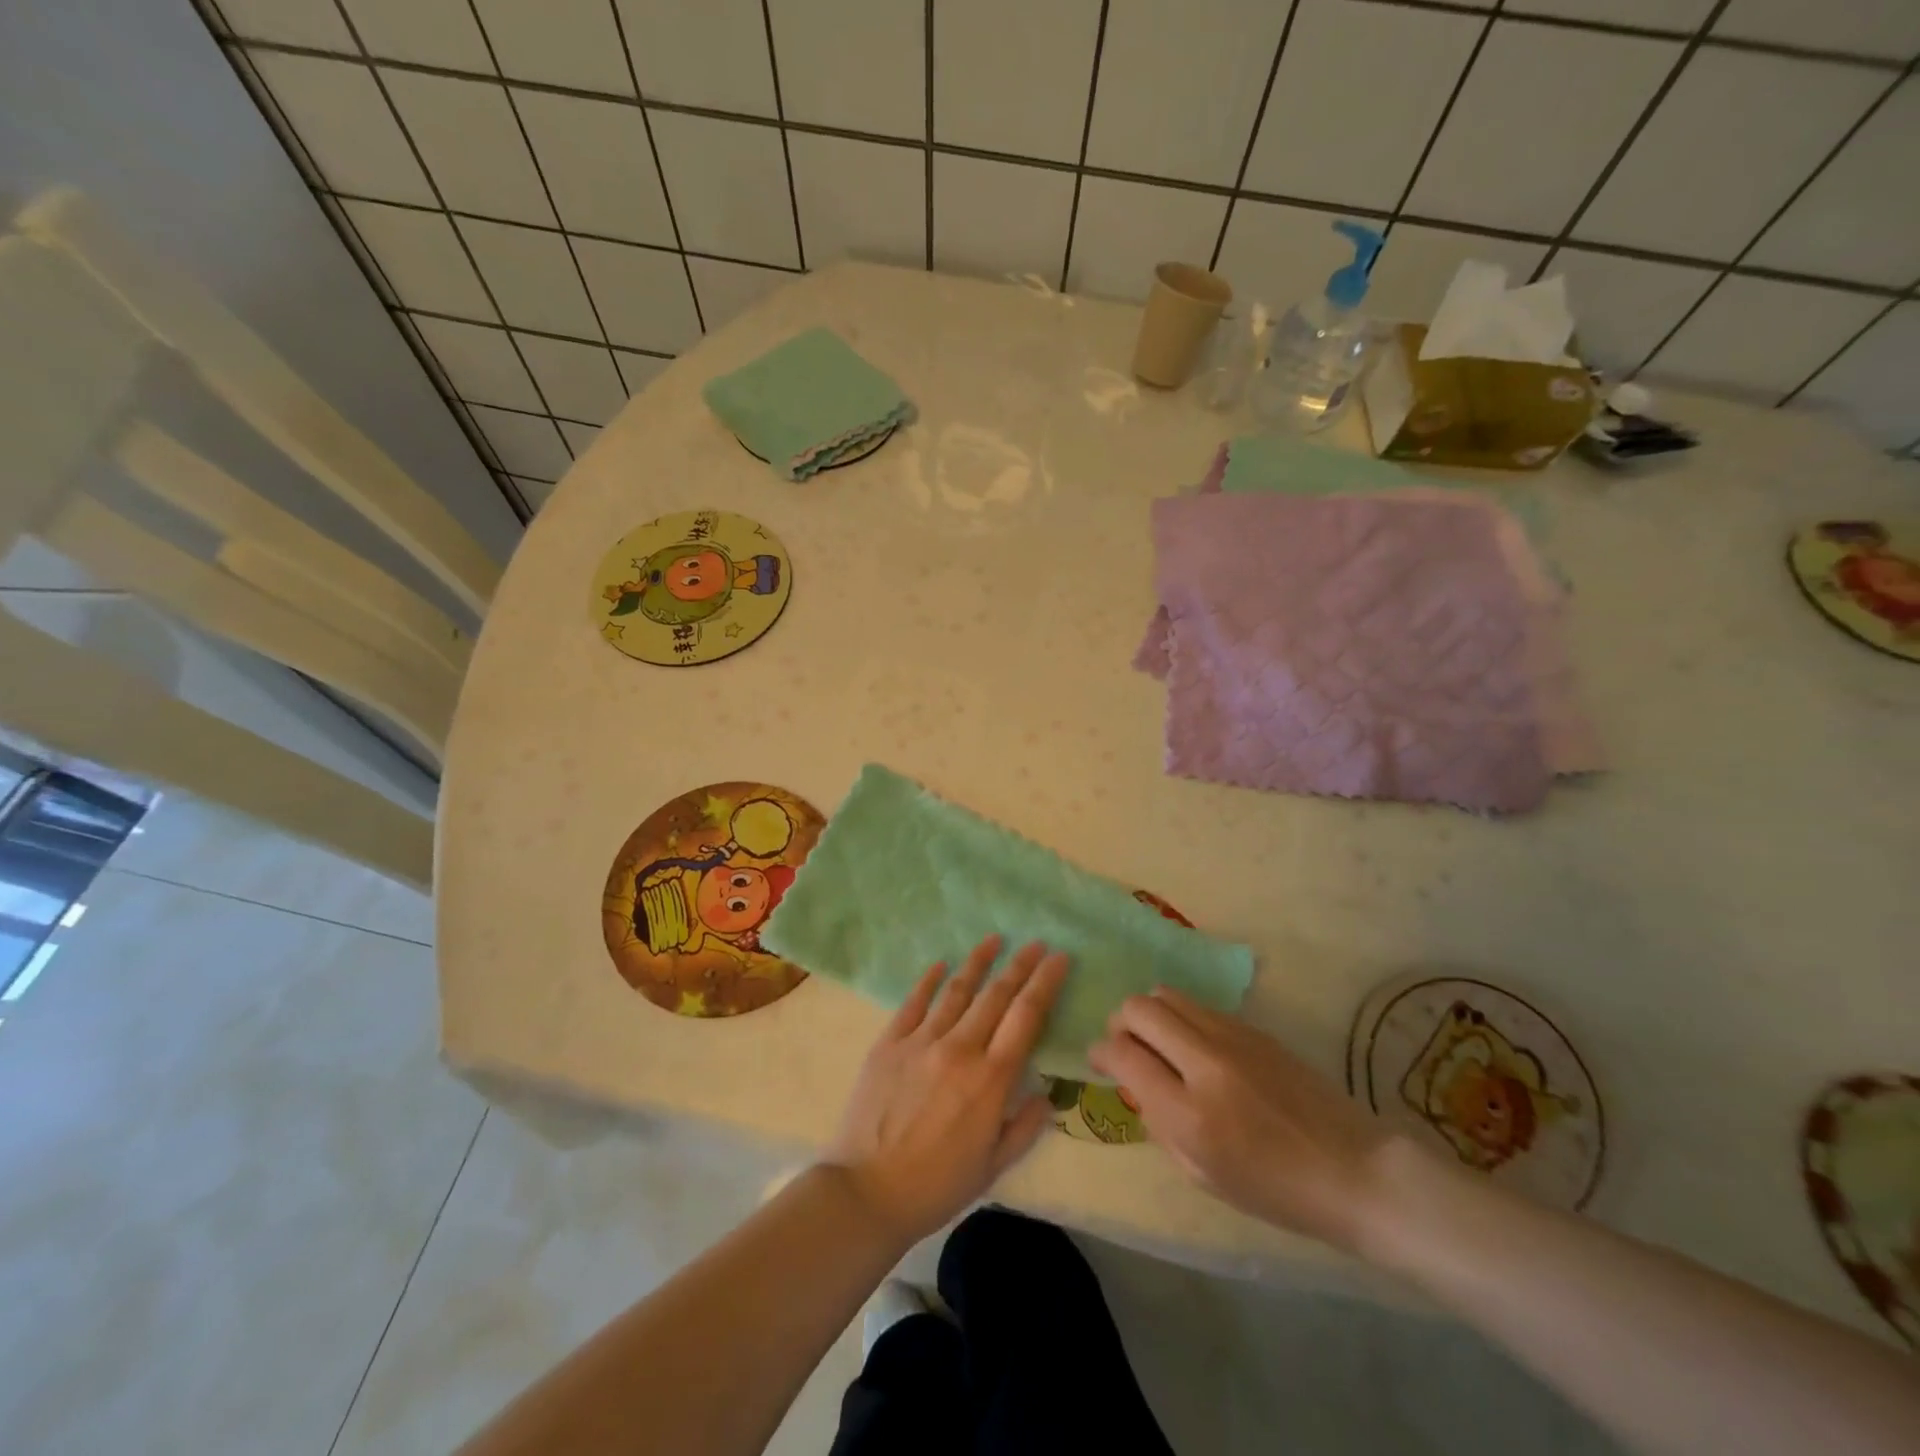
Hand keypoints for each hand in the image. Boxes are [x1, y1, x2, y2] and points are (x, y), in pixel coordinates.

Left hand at [822, 936, 1070, 1246]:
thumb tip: (1047, 1095)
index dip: (1045, 983)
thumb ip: (1025, 1127)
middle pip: (996, 995)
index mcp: (990, 1079)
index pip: (1026, 1017)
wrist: (866, 1192)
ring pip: (957, 990)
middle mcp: (959, 1049)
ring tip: (995, 939)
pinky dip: (929, 980)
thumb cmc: (936, 1186)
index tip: (1059, 958)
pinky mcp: (889, 1043)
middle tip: (1036, 943)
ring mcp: (921, 1041)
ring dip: (979, 961)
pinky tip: (940, 964)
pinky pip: (913, 1002)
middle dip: (1020, 965)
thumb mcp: (993, 1167)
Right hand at [1087, 987, 1394, 1253]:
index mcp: (1189, 1113)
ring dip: (1151, 1014)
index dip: (1099, 1051)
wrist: (1353, 1171)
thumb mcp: (1202, 1174)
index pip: (1122, 1053)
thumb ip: (1158, 1122)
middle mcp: (1205, 1063)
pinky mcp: (1254, 1028)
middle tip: (1126, 1046)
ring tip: (1159, 1042)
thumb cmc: (1275, 1190)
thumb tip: (1134, 1082)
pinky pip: (1199, 1006)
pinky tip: (1195, 1047)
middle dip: (1120, 1022)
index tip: (1098, 1059)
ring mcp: (1233, 1038)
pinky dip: (1182, 1018)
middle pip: (1140, 1008)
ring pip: (1167, 994)